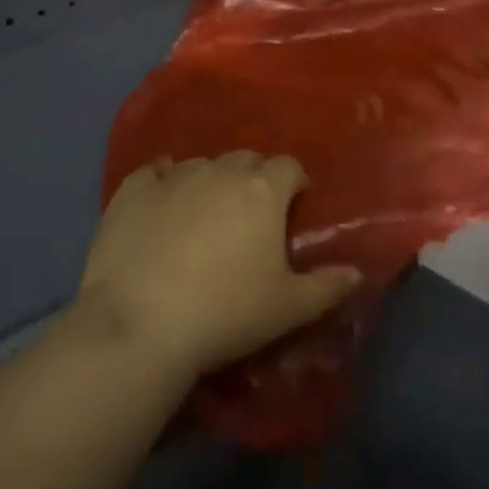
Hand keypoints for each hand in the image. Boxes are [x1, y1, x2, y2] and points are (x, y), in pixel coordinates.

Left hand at [77, 152, 361, 379]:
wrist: (140, 328)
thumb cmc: (226, 314)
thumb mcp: (288, 309)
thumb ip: (327, 287)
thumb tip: (357, 273)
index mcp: (262, 190)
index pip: (289, 167)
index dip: (294, 184)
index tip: (291, 209)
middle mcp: (220, 172)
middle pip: (246, 161)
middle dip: (253, 180)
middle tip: (249, 218)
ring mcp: (173, 178)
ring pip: (201, 165)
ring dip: (210, 182)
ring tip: (203, 218)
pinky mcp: (131, 192)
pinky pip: (153, 172)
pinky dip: (162, 182)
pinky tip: (161, 203)